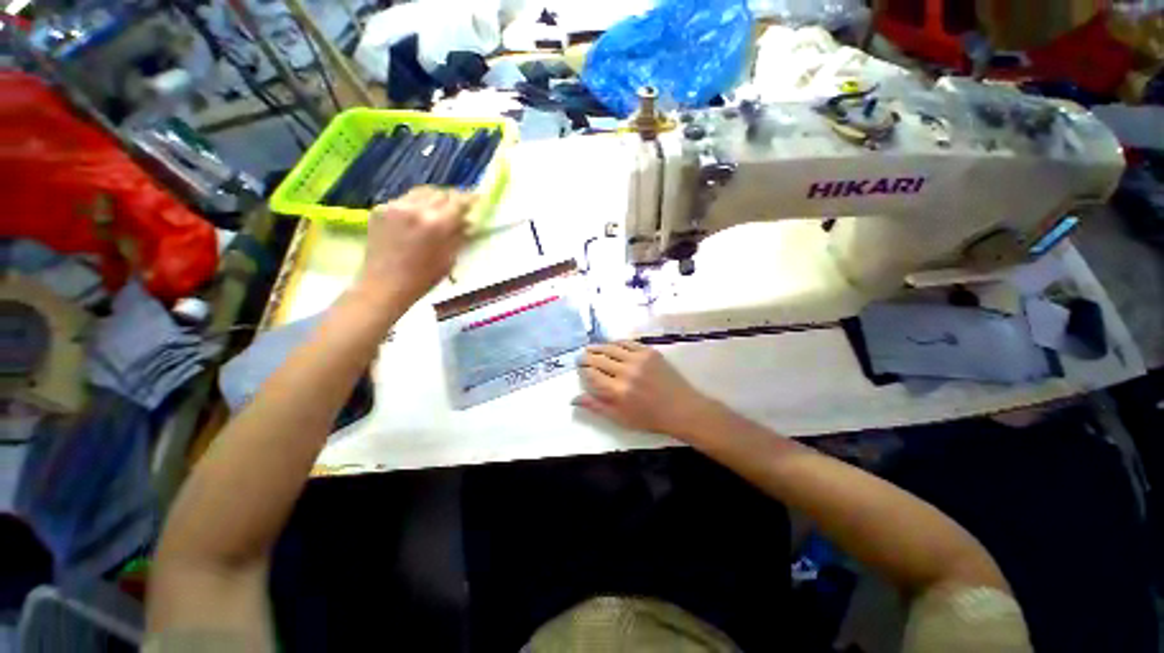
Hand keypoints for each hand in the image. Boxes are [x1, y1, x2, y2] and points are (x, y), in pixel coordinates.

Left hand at [353, 187, 475, 309]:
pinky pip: (405, 199)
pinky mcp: (380, 208)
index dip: (470, 199)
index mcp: (437, 224)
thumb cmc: (423, 278)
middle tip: (459, 206)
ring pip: (422, 192)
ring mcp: (396, 206)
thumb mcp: (449, 259)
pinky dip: (416, 204)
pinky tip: (418, 217)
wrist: (384, 285)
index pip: (458, 201)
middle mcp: (416, 209)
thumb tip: (468, 221)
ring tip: (439, 208)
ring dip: (434, 198)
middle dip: (452, 198)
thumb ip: (459, 236)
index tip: (477, 199)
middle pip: (441, 193)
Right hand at [575, 341, 717, 438]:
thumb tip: (574, 398)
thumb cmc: (650, 418)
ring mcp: (639, 359)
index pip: (592, 374)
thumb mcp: (620, 418)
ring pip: (611, 347)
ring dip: (598, 347)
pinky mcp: (649, 352)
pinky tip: (611, 345)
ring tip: (591, 348)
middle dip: (587, 357)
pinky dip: (616, 343)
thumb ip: (596, 407)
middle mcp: (626, 372)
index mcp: (618, 391)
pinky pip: (628, 342)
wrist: (682, 408)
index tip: (579, 367)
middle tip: (581, 356)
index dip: (583, 369)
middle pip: (599, 359)